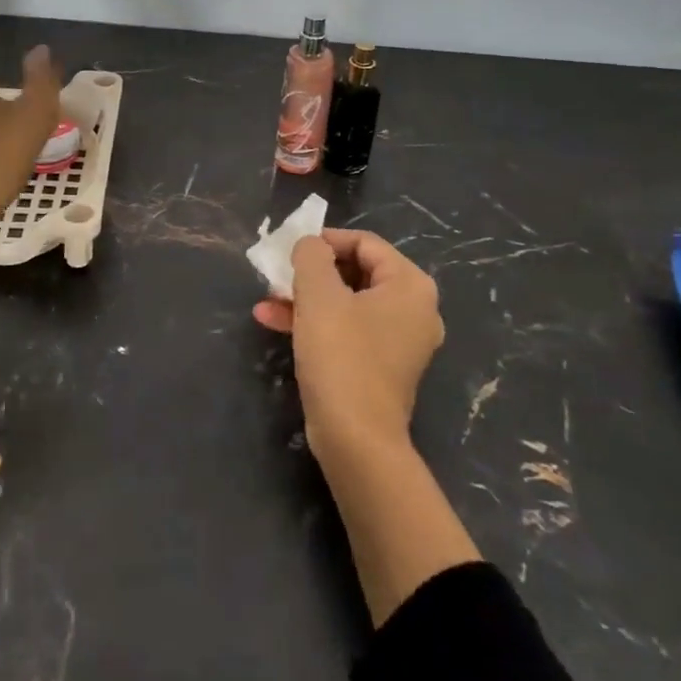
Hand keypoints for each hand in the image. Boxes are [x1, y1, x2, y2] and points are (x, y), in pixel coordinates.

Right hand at [253, 229, 444, 458]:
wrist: (355, 440)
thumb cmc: (341, 356)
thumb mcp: (319, 295)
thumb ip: (312, 256)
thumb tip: (311, 244)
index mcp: (410, 285)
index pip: (365, 243)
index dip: (325, 240)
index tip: (291, 249)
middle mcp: (414, 309)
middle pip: (356, 272)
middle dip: (311, 273)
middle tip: (278, 275)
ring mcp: (399, 341)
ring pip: (347, 303)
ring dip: (306, 298)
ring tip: (266, 302)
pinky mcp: (381, 367)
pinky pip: (347, 330)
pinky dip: (316, 323)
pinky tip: (275, 323)